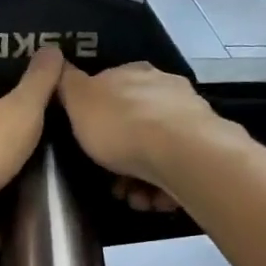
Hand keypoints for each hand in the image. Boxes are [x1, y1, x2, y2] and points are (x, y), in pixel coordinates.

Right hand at [57, 62, 223, 211]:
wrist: (181, 153)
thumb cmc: (121, 125)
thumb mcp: (78, 100)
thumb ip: (67, 84)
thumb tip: (60, 66)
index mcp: (133, 73)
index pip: (109, 89)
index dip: (95, 119)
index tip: (87, 144)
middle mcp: (164, 88)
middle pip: (134, 125)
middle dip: (119, 156)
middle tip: (110, 181)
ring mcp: (188, 118)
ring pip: (156, 151)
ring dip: (140, 179)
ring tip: (134, 198)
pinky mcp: (206, 148)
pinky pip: (177, 169)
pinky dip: (163, 187)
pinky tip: (154, 200)